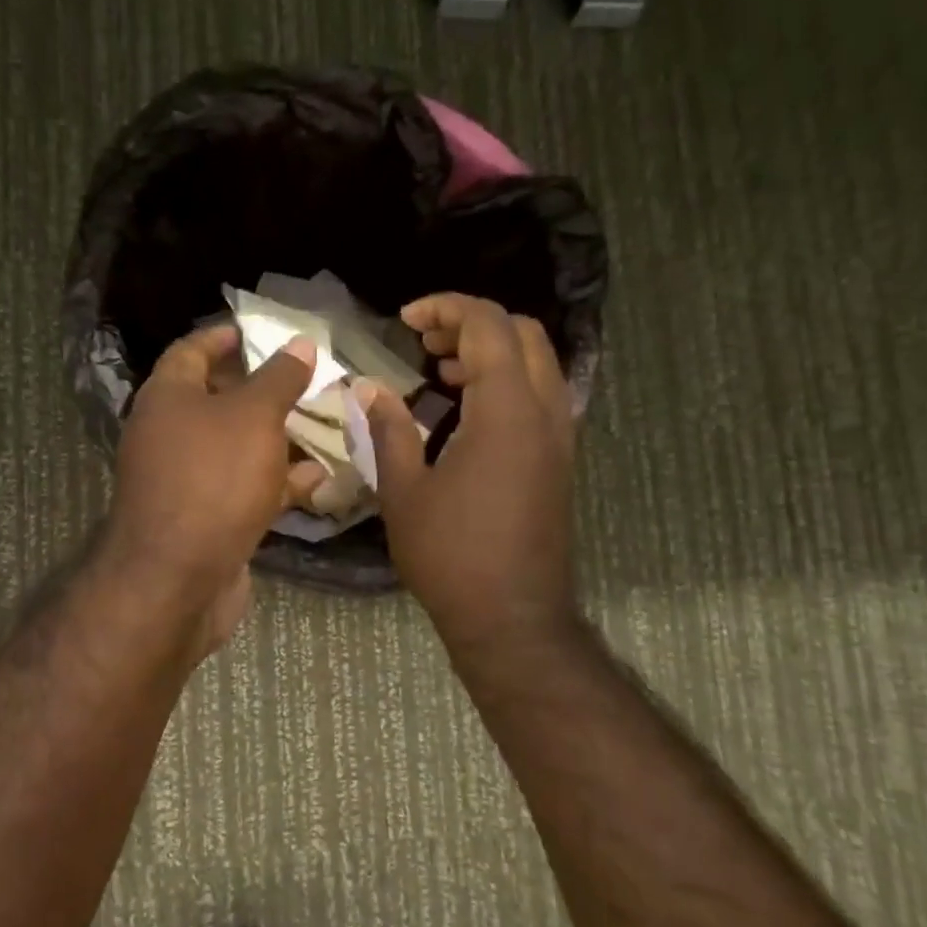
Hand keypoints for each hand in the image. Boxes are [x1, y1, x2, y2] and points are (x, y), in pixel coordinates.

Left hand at [101, 323, 319, 648]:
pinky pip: (244, 488)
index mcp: (168, 397)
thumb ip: (279, 379)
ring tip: (324, 424)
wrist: (179, 580)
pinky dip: (276, 482)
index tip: (259, 332)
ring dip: (277, 438)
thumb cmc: (214, 480)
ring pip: (237, 448)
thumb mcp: (253, 417)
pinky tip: (318, 479)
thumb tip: (298, 344)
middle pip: (217, 400)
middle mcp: (170, 434)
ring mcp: (187, 480)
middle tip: (306, 380)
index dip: (224, 337)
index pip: (191, 351)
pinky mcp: (206, 519)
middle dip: (262, 390)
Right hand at [362, 294, 577, 653]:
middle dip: (472, 323)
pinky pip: (539, 395)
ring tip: (439, 368)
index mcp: (506, 411)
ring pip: (537, 362)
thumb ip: (388, 429)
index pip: (488, 326)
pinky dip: (505, 381)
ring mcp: (558, 437)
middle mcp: (544, 412)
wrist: (512, 617)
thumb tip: (368, 388)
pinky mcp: (558, 460)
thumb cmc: (451, 555)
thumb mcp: (405, 491)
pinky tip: (464, 408)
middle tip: (424, 340)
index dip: (446, 308)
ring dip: (491, 351)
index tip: (406, 318)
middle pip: (523, 333)